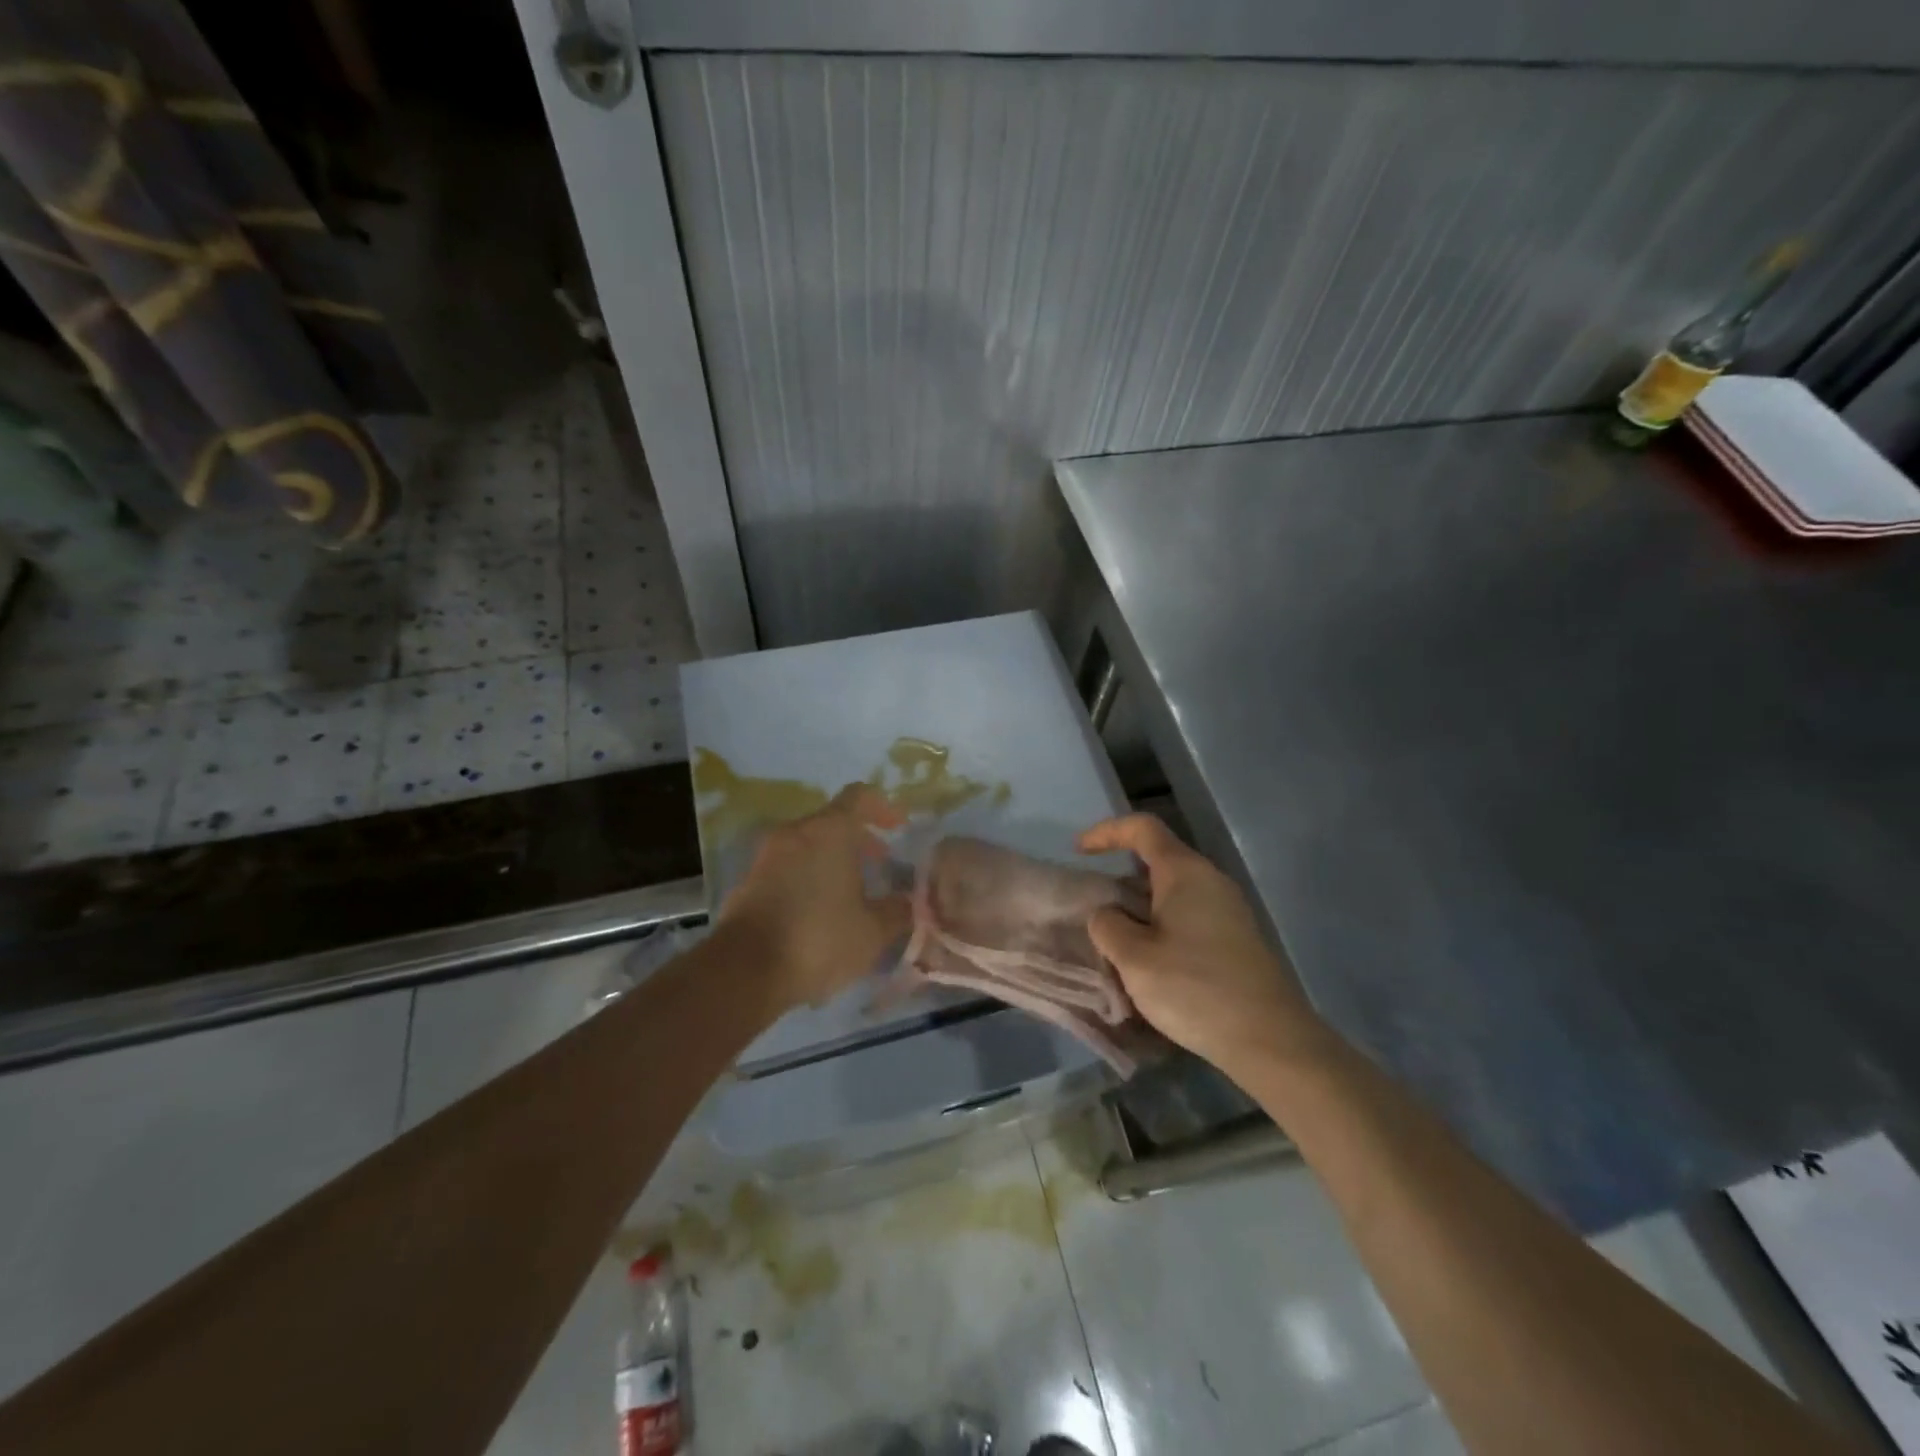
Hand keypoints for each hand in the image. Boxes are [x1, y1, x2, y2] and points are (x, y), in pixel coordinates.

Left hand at [718, 784, 911, 1011]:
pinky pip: (788, 868)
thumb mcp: (872, 931)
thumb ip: (897, 911)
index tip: (900, 827)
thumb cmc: (818, 939)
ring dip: (833, 861)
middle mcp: (796, 833)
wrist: (744, 971)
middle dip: (860, 840)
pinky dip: (809, 878)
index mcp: (830, 831)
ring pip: (809, 846)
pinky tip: (820, 913)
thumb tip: (909, 901)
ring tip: (853, 894)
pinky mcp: (749, 882)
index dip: (884, 808)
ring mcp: (767, 856)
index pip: (859, 797)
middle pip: (832, 822)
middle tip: (881, 864)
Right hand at [1078, 814, 1331, 1082]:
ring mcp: (1228, 910)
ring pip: (1172, 893)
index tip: (1078, 852)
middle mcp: (1210, 881)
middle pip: (1158, 861)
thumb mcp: (1134, 958)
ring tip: (1114, 941)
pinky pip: (1188, 917)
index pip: (1143, 829)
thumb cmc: (1194, 989)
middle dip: (1120, 880)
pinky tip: (1148, 962)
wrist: (1270, 1040)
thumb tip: (1108, 915)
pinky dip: (1160, 927)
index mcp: (1184, 872)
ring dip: (1139, 909)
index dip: (1107, 832)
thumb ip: (1108, 926)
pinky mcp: (1236, 939)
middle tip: (1092, 909)